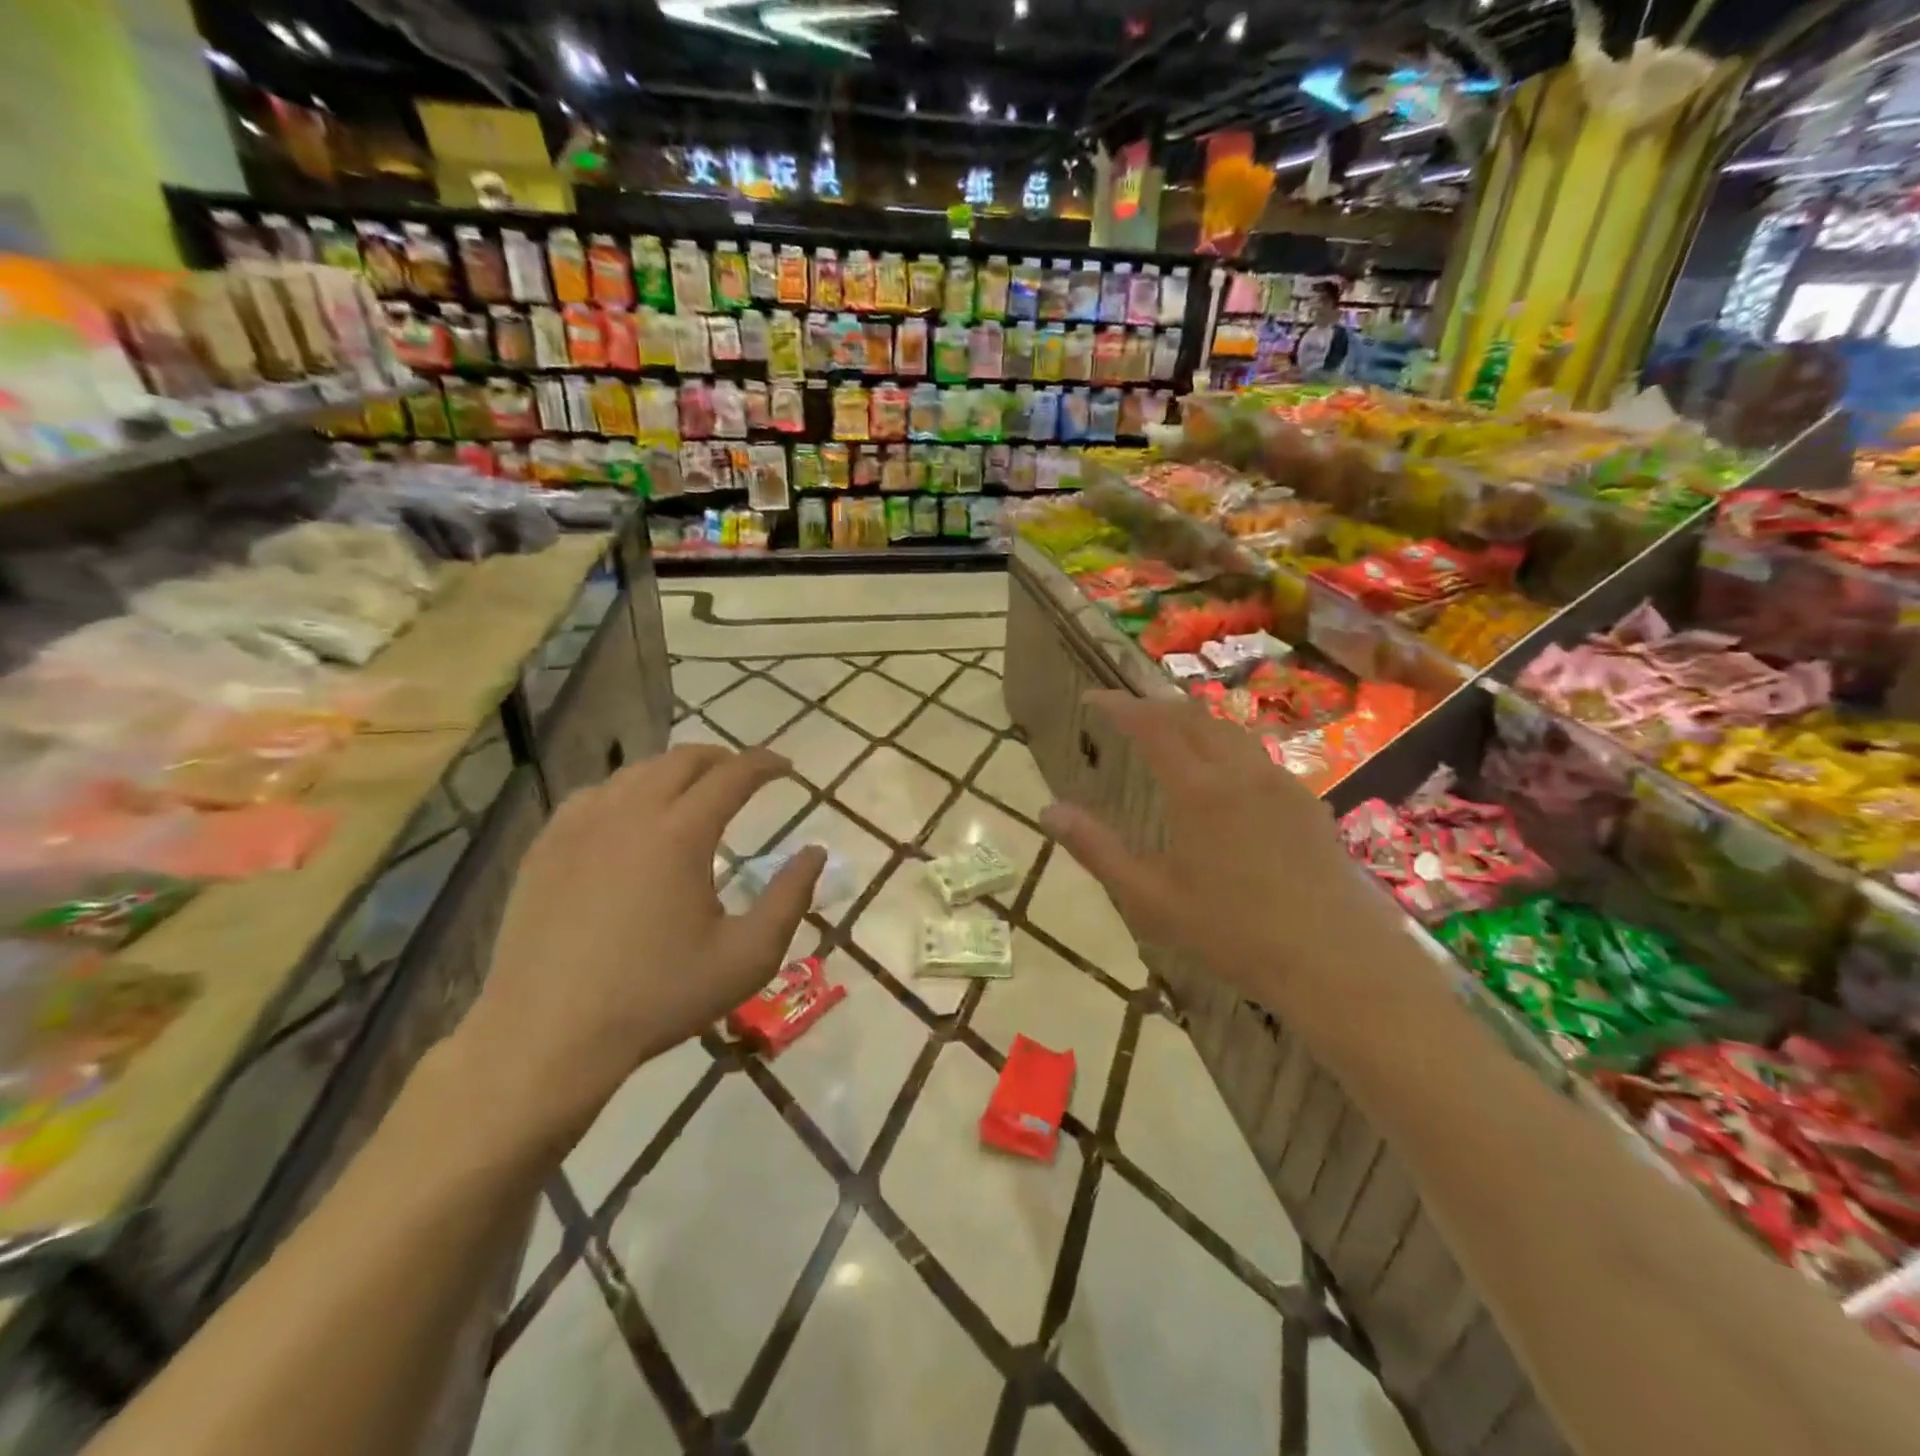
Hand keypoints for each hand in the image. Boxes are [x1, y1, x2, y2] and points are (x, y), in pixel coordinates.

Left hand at [455, 746, 823, 1150]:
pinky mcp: (545, 847)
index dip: (765, 764)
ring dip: (673, 772)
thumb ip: (790, 898)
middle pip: (682, 760)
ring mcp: (579, 827)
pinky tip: (630, 816)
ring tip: (692, 792)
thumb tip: (815, 852)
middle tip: (743, 776)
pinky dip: (626, 791)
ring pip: (635, 772)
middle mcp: (630, 813)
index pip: (732, 775)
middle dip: (721, 759)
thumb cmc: (658, 997)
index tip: (786, 767)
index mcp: (681, 834)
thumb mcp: (747, 957)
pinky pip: (593, 795)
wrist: (548, 1035)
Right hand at [1040, 691, 1396, 1015]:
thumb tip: (1048, 811)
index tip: (1091, 698)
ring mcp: (1280, 783)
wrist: (1336, 960)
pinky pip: (1257, 755)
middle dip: (1154, 704)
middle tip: (1125, 710)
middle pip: (1193, 715)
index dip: (1118, 705)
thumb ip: (1097, 849)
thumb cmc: (1233, 932)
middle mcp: (1240, 771)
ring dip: (1192, 720)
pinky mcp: (1307, 802)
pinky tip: (1222, 775)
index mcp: (1197, 789)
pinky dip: (1224, 745)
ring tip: (1169, 732)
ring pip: (1229, 730)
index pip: (1151, 725)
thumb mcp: (1150, 898)